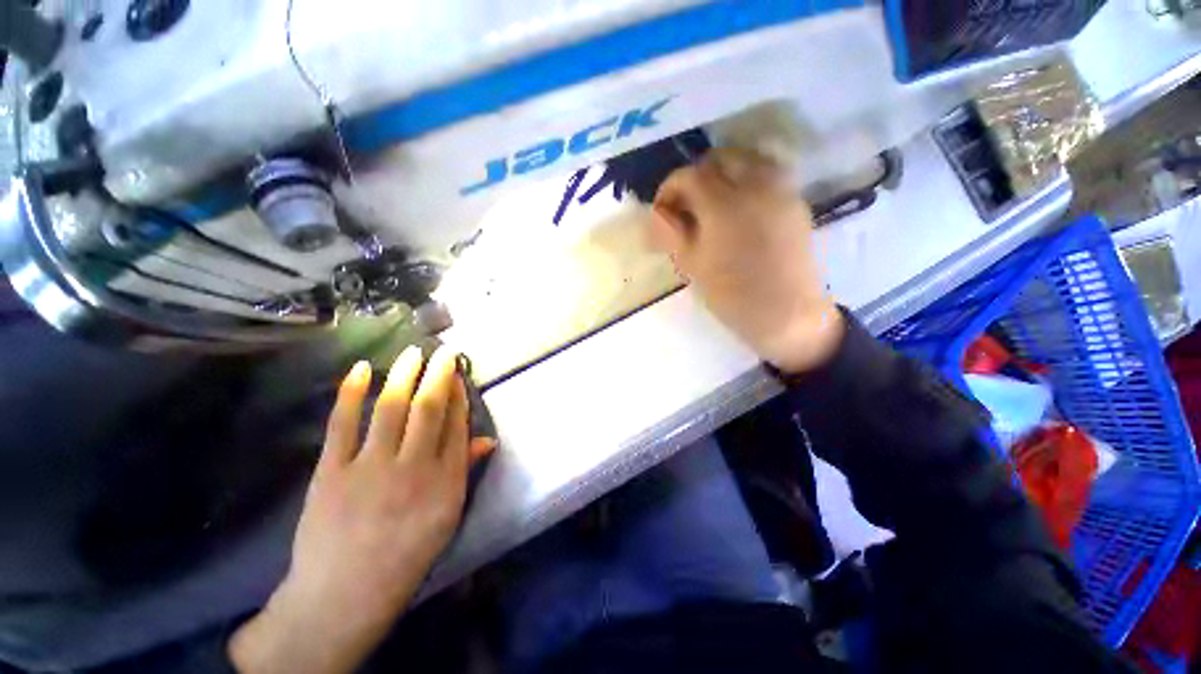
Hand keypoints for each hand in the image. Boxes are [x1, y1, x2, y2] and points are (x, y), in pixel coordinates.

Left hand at [229, 347, 494, 673]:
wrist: (343, 595)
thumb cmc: (405, 556)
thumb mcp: (447, 517)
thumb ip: (464, 471)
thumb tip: (487, 438)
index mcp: (445, 481)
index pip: (457, 425)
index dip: (458, 394)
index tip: (458, 375)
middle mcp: (414, 467)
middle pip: (429, 409)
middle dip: (439, 375)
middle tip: (443, 352)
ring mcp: (371, 468)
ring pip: (392, 409)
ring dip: (404, 375)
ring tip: (413, 352)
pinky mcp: (333, 471)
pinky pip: (343, 425)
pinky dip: (351, 393)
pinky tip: (361, 369)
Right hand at [651, 148, 843, 374]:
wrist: (787, 314)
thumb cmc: (733, 296)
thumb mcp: (692, 266)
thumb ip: (670, 233)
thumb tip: (656, 214)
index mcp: (724, 206)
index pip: (689, 176)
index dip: (669, 188)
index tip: (662, 210)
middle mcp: (755, 187)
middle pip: (719, 158)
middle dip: (696, 176)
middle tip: (687, 205)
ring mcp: (780, 191)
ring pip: (748, 159)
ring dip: (724, 172)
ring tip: (713, 202)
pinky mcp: (796, 201)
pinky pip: (769, 173)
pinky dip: (748, 178)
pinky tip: (741, 207)